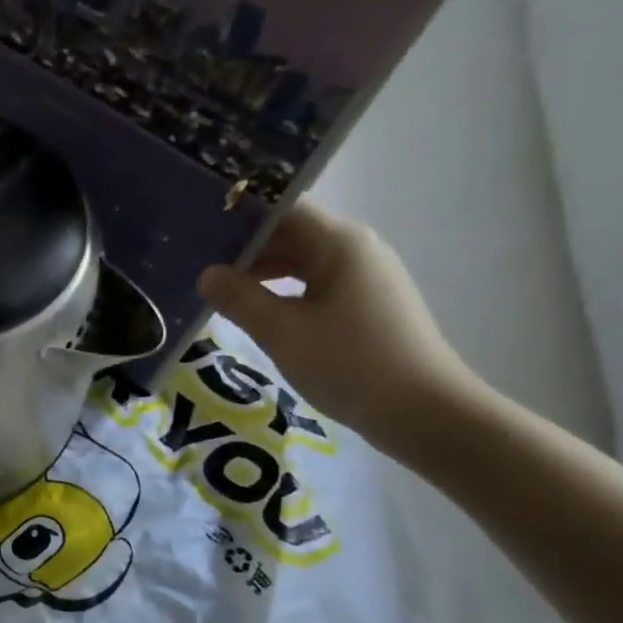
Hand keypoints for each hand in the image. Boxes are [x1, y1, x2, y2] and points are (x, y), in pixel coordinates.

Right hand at [197, 200, 479, 457]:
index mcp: (338, 243)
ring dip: (263, 274)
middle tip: (199, 268)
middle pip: (291, 234)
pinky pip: (316, 285)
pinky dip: (284, 293)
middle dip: (246, 250)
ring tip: (221, 293)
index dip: (239, 219)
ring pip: (303, 263)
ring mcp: (366, 277)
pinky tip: (260, 315)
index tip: (200, 234)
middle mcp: (356, 249)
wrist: (423, 412)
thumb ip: (239, 299)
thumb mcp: (282, 332)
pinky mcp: (368, 305)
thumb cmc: (349, 364)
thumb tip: (206, 275)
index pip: (281, 210)